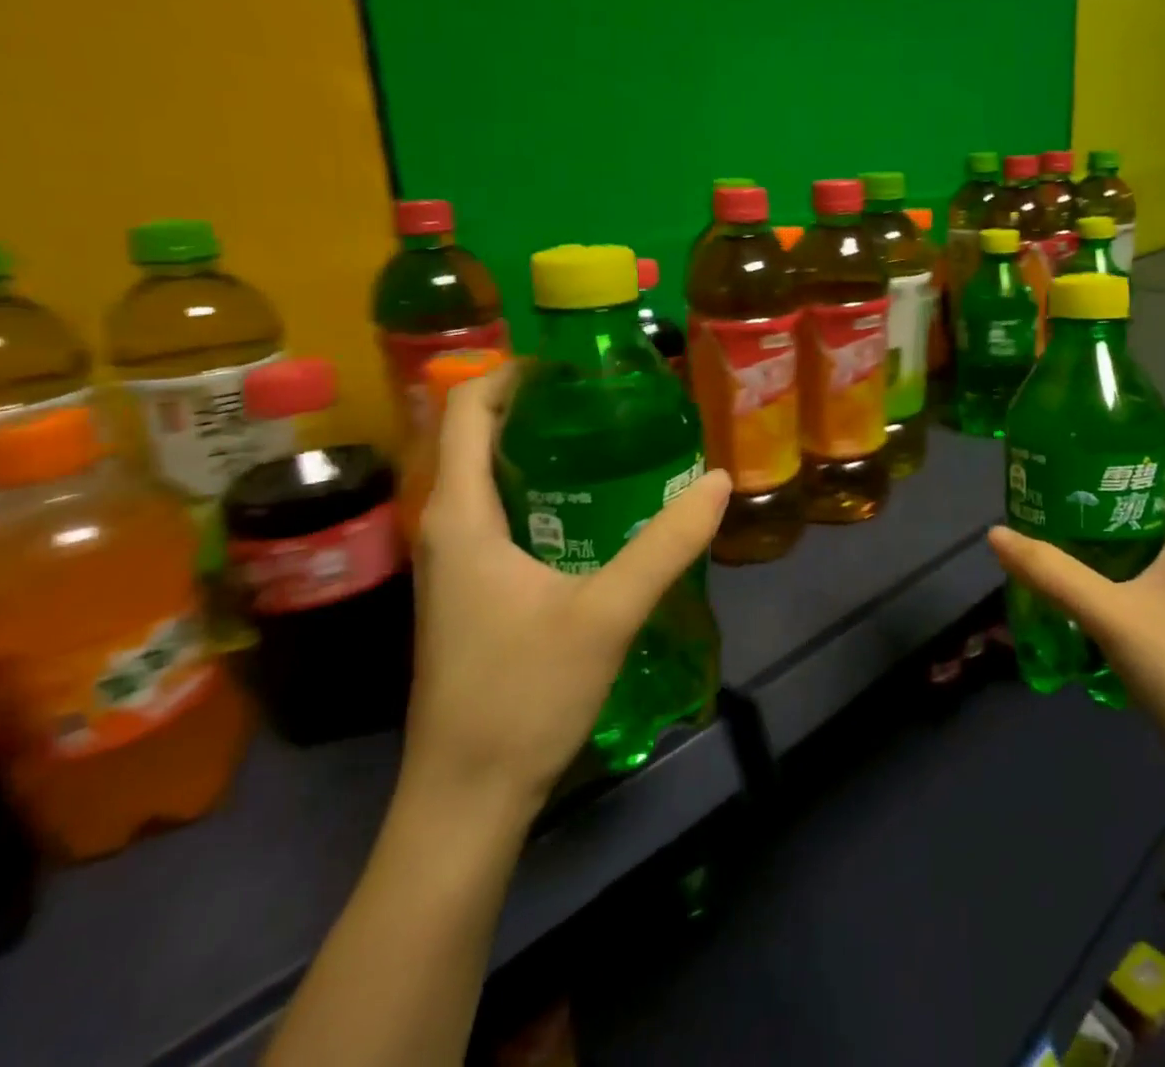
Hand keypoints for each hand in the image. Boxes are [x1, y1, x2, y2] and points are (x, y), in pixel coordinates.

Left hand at [407, 364, 730, 817]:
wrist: (465, 800)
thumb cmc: (522, 696)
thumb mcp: (608, 612)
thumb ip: (667, 544)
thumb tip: (718, 481)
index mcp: (461, 517)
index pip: (464, 411)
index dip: (510, 372)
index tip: (573, 364)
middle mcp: (446, 530)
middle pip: (475, 438)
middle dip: (532, 405)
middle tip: (605, 397)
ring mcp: (454, 566)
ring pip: (487, 479)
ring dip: (536, 448)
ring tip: (605, 438)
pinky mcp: (469, 594)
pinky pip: (497, 515)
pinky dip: (537, 489)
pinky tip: (589, 509)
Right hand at [988, 437, 1164, 774]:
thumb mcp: (1110, 616)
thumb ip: (1052, 573)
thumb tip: (995, 534)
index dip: (1135, 435)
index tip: (1084, 437)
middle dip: (1114, 478)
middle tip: (1060, 479)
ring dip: (1121, 517)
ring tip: (1069, 518)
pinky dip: (1133, 550)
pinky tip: (1098, 570)